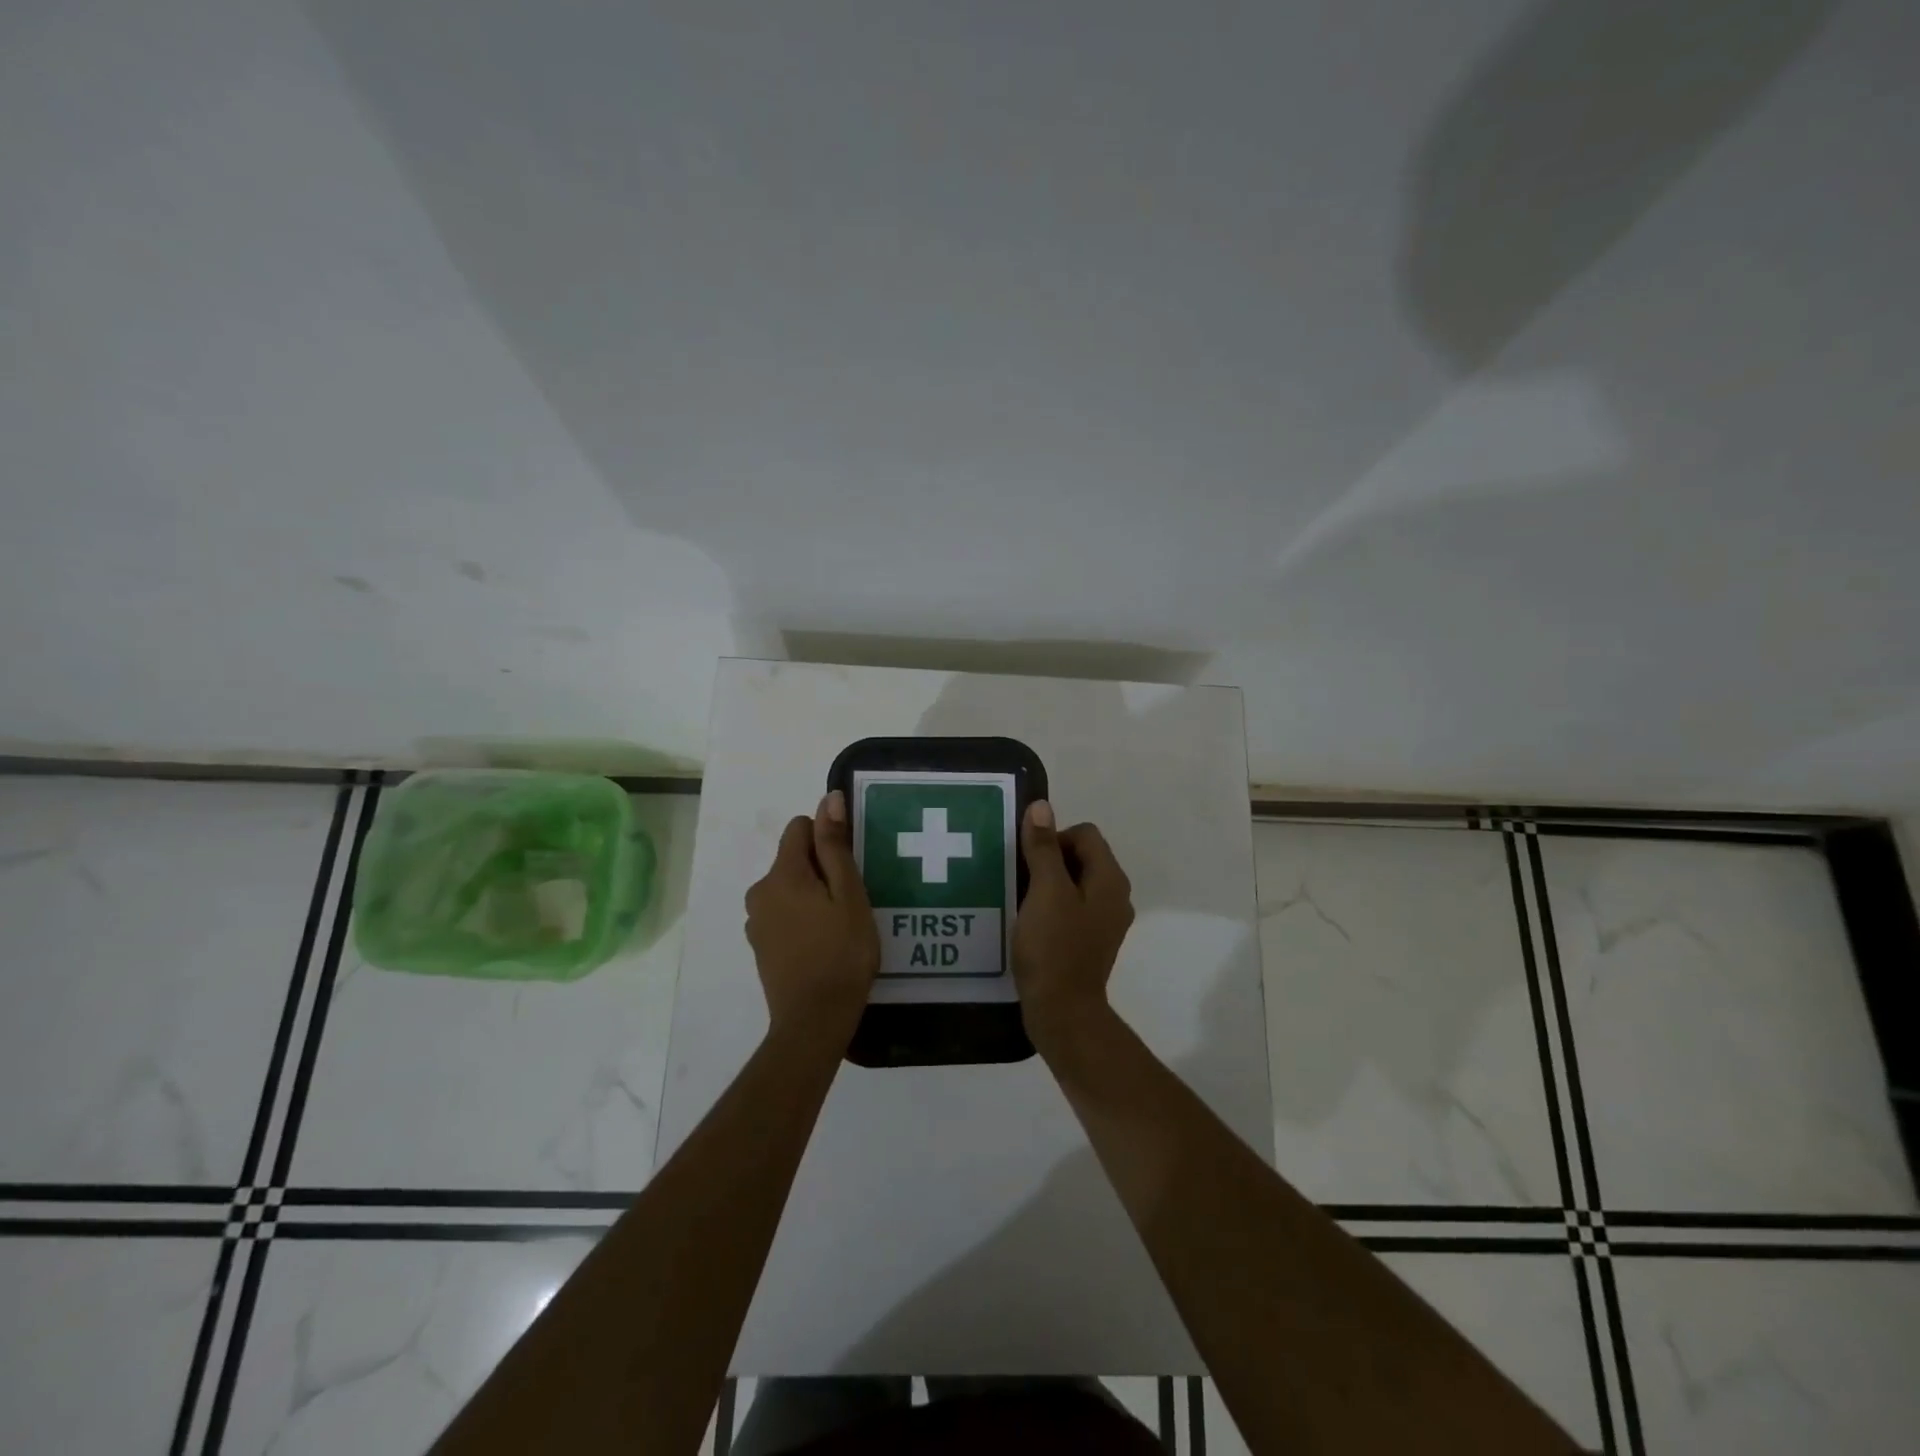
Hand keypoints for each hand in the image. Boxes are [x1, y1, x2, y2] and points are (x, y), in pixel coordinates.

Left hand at [745, 790, 880, 1042]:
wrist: (814, 1021)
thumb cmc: (842, 953)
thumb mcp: (849, 895)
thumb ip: (835, 846)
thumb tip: (828, 799)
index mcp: (782, 874)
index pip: (799, 827)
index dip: (827, 837)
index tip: (849, 867)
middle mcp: (760, 891)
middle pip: (793, 859)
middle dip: (822, 869)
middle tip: (852, 901)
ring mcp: (756, 921)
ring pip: (788, 888)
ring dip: (812, 895)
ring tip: (840, 925)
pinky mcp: (760, 945)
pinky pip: (782, 913)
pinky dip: (801, 918)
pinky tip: (823, 944)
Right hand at [1012, 800, 1134, 1046]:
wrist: (1062, 1012)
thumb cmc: (1054, 947)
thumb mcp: (1045, 891)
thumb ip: (1043, 848)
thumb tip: (1042, 806)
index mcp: (1110, 879)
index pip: (1085, 834)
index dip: (1054, 837)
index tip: (1029, 861)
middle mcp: (1115, 895)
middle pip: (1082, 856)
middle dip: (1049, 858)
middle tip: (1021, 878)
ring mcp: (1105, 920)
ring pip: (1075, 882)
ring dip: (1048, 882)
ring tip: (1020, 897)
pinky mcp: (1090, 940)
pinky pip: (1071, 907)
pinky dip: (1051, 905)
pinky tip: (1029, 920)